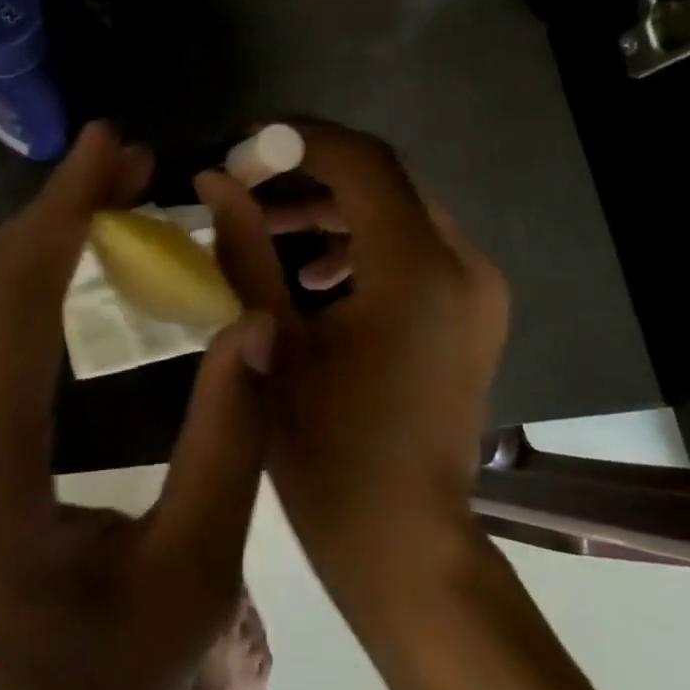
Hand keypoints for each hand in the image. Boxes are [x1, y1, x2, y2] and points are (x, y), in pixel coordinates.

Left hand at [0, 123, 274, 689]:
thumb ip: (230, 444)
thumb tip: (257, 325)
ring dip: (25, 237)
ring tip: (97, 200)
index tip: (111, 149)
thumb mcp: (196, 578)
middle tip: (123, 166)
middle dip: (52, 210)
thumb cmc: (105, 683)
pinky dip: (0, 275)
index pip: (14, 311)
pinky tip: (50, 260)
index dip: (63, 214)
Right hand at [200, 120, 509, 618]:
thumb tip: (213, 180)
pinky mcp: (471, 312)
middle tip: (245, 188)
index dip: (297, 143)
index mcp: (417, 270)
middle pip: (383, 178)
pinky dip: (359, 242)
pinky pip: (413, 247)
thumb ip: (243, 248)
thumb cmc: (329, 452)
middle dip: (309, 173)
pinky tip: (311, 276)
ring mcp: (476, 289)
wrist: (405, 546)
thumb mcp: (272, 340)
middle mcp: (462, 264)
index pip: (362, 161)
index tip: (241, 152)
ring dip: (331, 208)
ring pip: (398, 209)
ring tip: (265, 230)